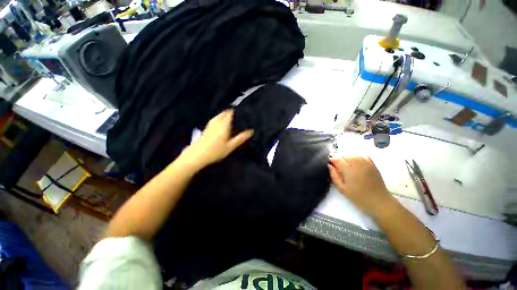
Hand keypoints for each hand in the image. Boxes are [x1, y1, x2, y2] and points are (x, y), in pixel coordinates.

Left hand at [180, 109, 253, 169]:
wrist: (197, 155)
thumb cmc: (216, 151)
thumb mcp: (230, 146)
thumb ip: (241, 138)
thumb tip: (251, 131)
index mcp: (224, 125)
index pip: (230, 114)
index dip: (235, 111)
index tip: (241, 112)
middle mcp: (217, 122)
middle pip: (224, 113)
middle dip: (230, 112)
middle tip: (237, 115)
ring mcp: (210, 125)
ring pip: (218, 115)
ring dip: (224, 114)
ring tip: (230, 117)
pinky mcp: (206, 128)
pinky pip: (214, 119)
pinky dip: (219, 118)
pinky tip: (220, 122)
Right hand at [328, 156, 393, 215]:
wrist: (379, 201)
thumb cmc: (358, 196)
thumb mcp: (342, 188)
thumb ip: (333, 175)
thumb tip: (329, 165)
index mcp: (348, 168)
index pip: (335, 159)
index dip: (331, 162)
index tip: (330, 167)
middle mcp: (356, 162)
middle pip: (343, 156)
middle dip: (339, 162)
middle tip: (339, 171)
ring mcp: (365, 162)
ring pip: (351, 155)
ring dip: (347, 160)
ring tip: (347, 169)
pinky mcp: (372, 163)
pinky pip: (361, 156)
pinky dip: (356, 159)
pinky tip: (356, 165)